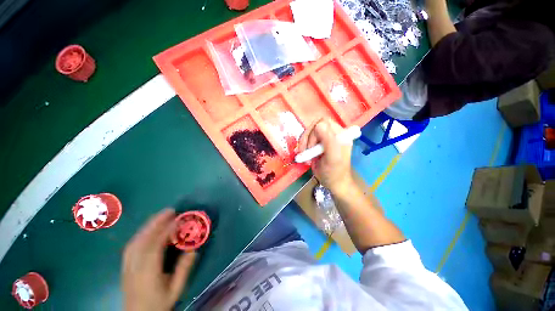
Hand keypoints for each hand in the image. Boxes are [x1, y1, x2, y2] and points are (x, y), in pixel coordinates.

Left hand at [122, 209, 195, 310]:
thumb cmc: (159, 302)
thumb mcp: (175, 290)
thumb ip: (183, 270)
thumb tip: (193, 250)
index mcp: (150, 266)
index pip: (158, 241)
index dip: (168, 228)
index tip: (179, 219)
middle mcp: (136, 258)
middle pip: (146, 235)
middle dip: (158, 221)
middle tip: (170, 211)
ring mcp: (128, 258)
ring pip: (138, 236)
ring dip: (149, 225)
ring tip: (160, 217)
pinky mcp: (125, 260)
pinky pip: (133, 241)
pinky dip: (141, 232)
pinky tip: (146, 231)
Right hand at [297, 118, 354, 193]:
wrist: (334, 184)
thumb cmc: (335, 172)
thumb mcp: (333, 157)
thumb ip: (328, 140)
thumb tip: (319, 124)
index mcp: (340, 133)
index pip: (323, 122)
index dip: (314, 132)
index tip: (312, 147)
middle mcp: (333, 133)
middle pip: (314, 125)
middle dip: (307, 139)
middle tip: (305, 152)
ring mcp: (325, 138)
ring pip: (309, 132)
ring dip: (304, 143)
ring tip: (305, 156)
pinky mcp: (318, 143)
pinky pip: (307, 138)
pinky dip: (303, 146)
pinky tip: (305, 156)